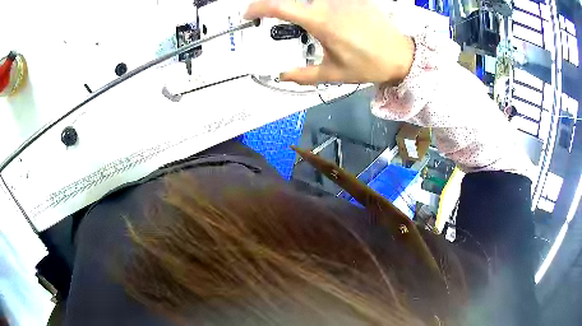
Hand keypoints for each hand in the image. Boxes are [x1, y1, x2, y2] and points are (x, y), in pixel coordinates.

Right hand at [244, 0, 414, 84]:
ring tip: (309, 27)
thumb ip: (303, 75)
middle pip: (294, 1)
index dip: (258, 7)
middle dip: (279, 8)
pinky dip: (320, 6)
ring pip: (312, 0)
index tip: (248, 14)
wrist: (401, 55)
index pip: (279, 6)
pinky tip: (328, 19)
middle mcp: (328, 3)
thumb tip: (281, 76)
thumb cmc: (368, 65)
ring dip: (303, 8)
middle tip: (275, 18)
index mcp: (320, 21)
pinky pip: (329, 0)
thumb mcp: (334, 74)